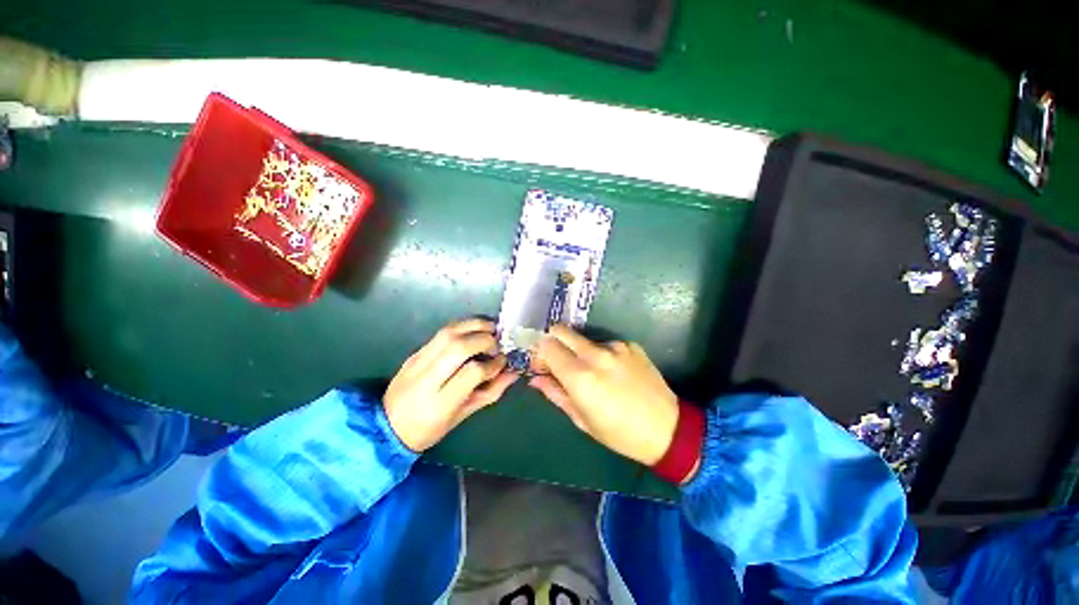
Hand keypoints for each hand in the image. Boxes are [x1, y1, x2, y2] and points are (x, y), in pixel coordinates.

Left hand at [384, 319, 517, 451]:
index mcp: (440, 402)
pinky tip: (474, 330)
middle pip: (459, 347)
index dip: (493, 364)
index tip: (503, 361)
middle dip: (485, 340)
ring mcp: (417, 362)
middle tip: (498, 343)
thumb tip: (512, 372)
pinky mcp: (415, 352)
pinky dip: (462, 326)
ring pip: (448, 333)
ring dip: (474, 325)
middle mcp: (427, 378)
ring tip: (491, 328)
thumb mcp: (462, 416)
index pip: (472, 372)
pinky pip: (441, 333)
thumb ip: (490, 392)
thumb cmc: (429, 428)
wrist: (386, 426)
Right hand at [529, 325, 678, 466]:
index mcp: (580, 376)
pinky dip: (600, 354)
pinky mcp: (631, 344)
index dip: (539, 354)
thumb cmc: (619, 433)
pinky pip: (605, 343)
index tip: (543, 367)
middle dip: (553, 342)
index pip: (547, 346)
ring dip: (578, 350)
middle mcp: (595, 354)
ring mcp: (616, 346)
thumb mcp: (581, 419)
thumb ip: (555, 393)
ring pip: (583, 338)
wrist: (667, 429)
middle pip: (561, 330)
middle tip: (558, 361)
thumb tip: (536, 378)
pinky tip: (613, 372)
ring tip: (592, 372)